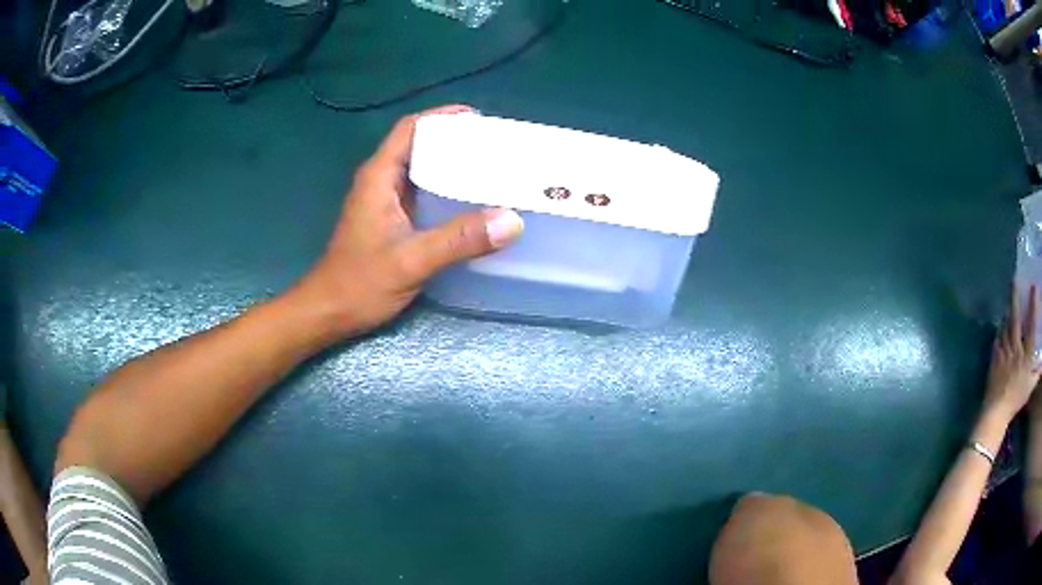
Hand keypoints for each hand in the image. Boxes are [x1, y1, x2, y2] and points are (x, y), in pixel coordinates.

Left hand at [295, 105, 523, 336]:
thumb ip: (459, 240)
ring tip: (489, 168)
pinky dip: (445, 189)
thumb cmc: (360, 283)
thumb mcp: (411, 260)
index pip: (409, 129)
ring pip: (420, 170)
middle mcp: (380, 182)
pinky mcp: (390, 221)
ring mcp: (384, 202)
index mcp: (378, 177)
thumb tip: (511, 221)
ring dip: (450, 165)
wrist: (328, 312)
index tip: (477, 120)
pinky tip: (470, 202)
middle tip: (493, 146)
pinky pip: (421, 193)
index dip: (441, 118)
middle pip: (418, 145)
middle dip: (453, 140)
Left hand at [984, 285, 1040, 419]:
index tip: (1034, 286)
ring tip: (1008, 298)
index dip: (1033, 304)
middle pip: (1015, 317)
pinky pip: (997, 337)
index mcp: (1025, 353)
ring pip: (1005, 324)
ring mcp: (1003, 351)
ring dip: (1007, 310)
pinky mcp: (994, 357)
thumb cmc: (1016, 399)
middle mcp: (1015, 347)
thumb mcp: (1030, 386)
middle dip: (1015, 297)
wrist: (996, 412)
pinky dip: (999, 328)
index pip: (1031, 324)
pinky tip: (1000, 323)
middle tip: (1014, 279)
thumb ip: (1037, 371)